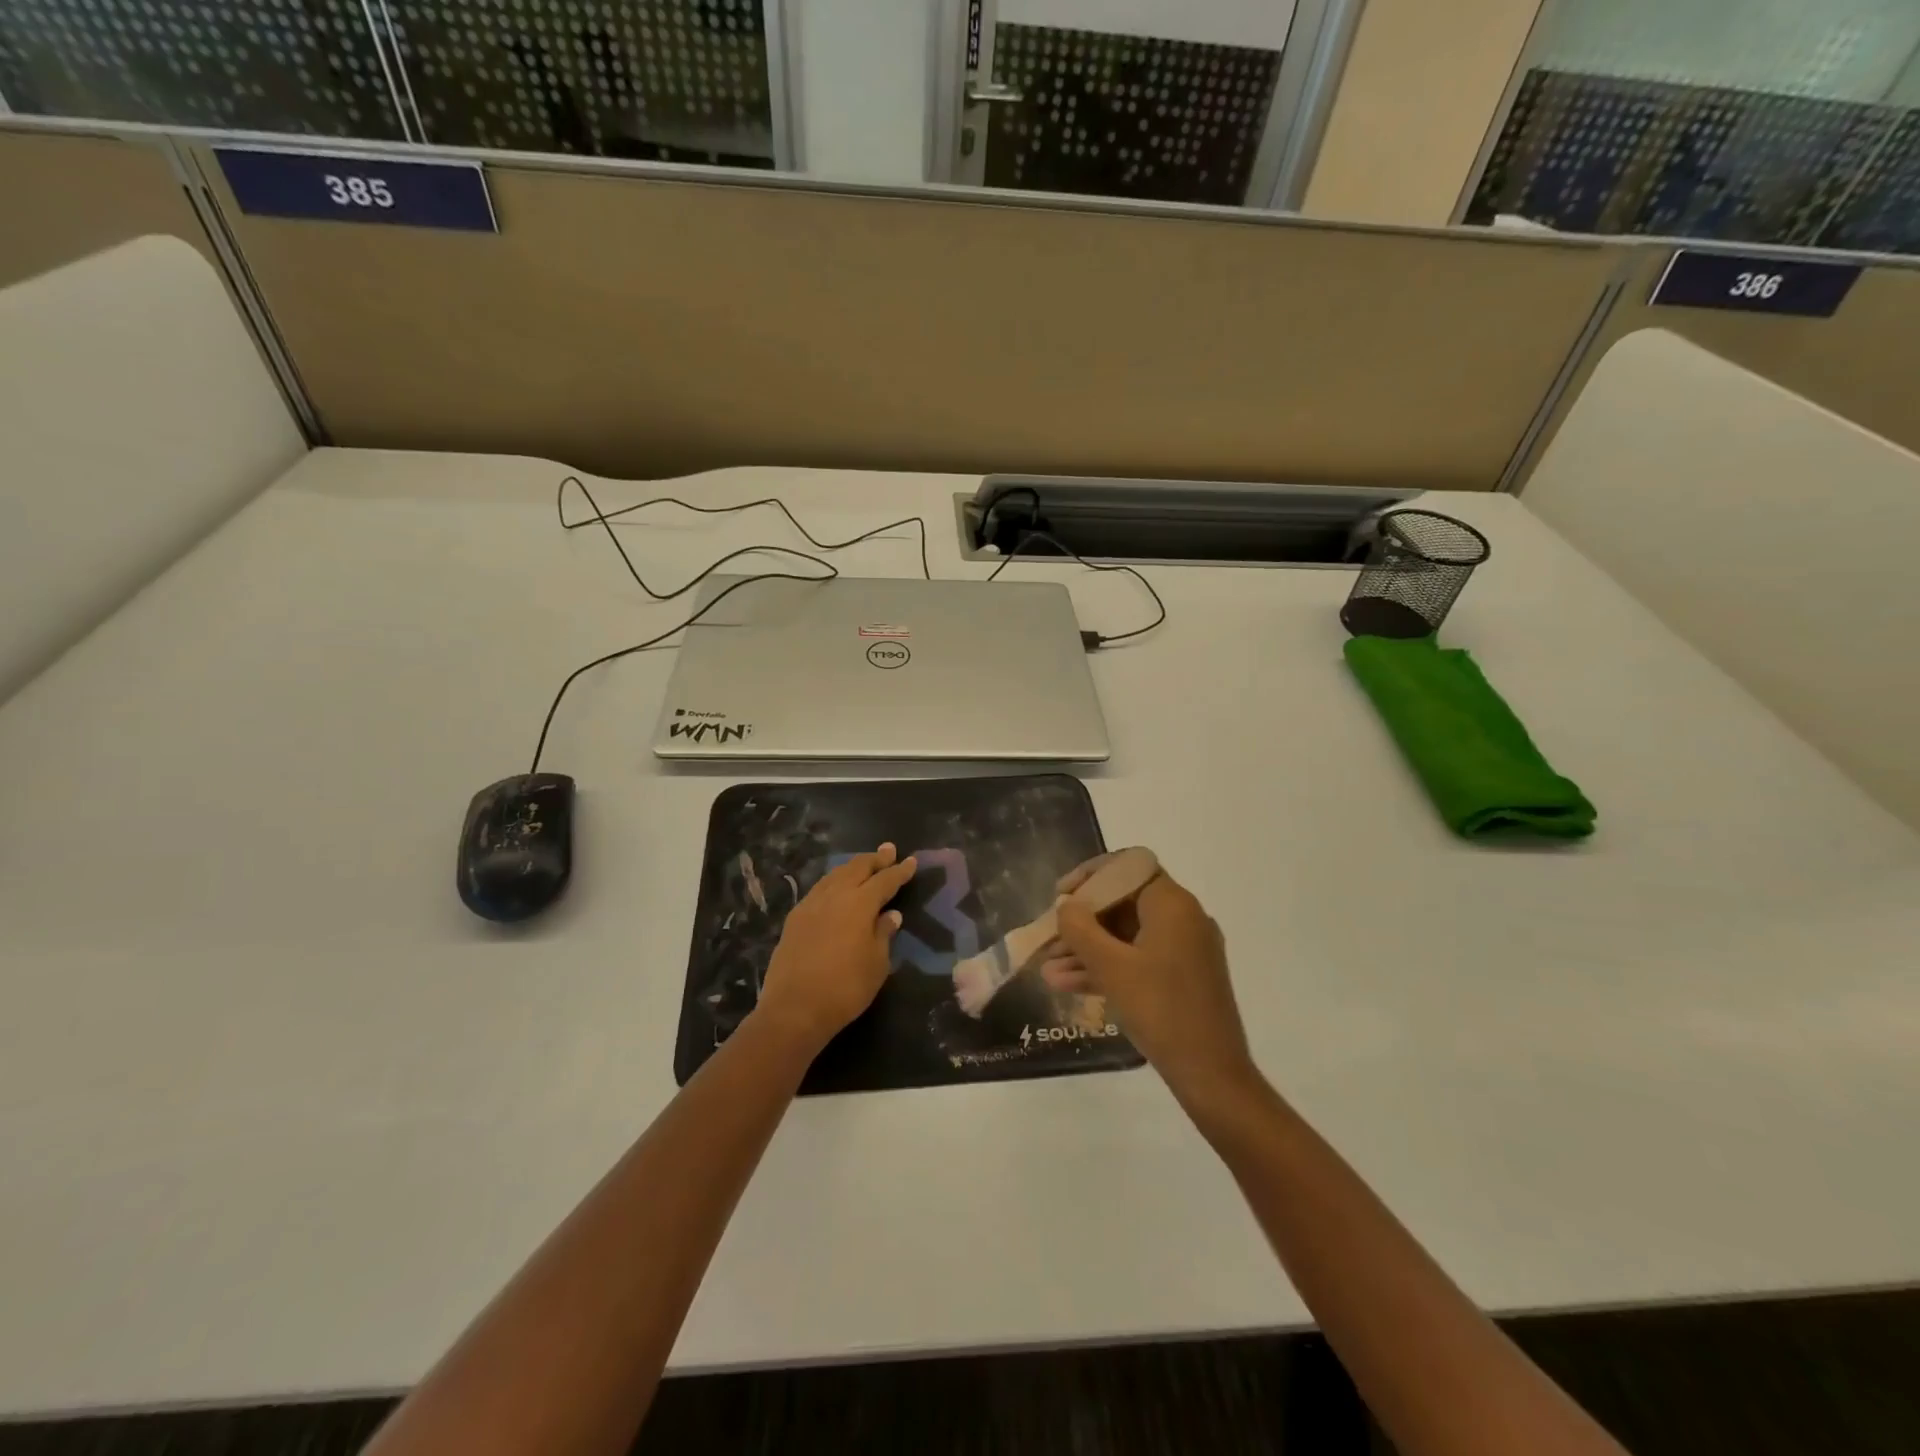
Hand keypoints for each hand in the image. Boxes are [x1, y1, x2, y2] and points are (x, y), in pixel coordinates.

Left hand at [755, 843, 917, 1053]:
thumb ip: (884, 934)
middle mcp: (834, 895)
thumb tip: (890, 915)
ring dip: (852, 867)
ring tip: (864, 864)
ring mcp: (811, 904)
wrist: (794, 1009)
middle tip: (889, 850)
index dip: (900, 871)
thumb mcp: (877, 964)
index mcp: (859, 903)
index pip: (885, 880)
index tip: (911, 861)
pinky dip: (834, 882)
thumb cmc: (845, 988)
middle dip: (875, 858)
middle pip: (857, 868)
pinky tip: (836, 888)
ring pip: (835, 875)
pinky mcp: (795, 918)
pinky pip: (819, 889)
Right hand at [1042, 863, 1257, 1108]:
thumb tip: (1066, 906)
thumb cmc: (1161, 1010)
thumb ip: (1081, 929)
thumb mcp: (1112, 968)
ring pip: (1127, 935)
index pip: (1128, 868)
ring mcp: (1184, 950)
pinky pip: (1137, 959)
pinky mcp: (1182, 978)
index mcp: (1173, 905)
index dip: (1090, 876)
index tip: (1060, 895)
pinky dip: (1107, 967)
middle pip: (1124, 903)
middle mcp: (1183, 919)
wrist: (1212, 1075)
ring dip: (1088, 948)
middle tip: (1049, 936)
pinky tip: (1067, 983)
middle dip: (1082, 920)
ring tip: (1048, 967)